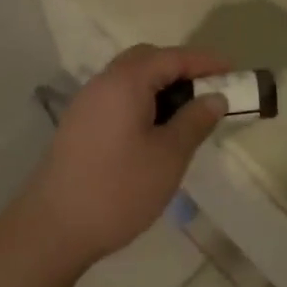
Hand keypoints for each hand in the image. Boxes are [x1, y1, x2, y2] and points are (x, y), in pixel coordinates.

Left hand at [21, 45, 228, 266]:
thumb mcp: (169, 156)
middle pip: (147, 59)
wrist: (52, 229)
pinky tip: (156, 129)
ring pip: (130, 78)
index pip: (173, 57)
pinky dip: (142, 100)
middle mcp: (103, 82)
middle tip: (209, 89)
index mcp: (126, 81)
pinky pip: (118, 97)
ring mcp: (87, 103)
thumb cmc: (118, 189)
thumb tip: (215, 97)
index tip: (234, 71)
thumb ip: (195, 121)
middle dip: (181, 68)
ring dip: (160, 85)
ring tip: (187, 111)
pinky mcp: (79, 125)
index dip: (205, 62)